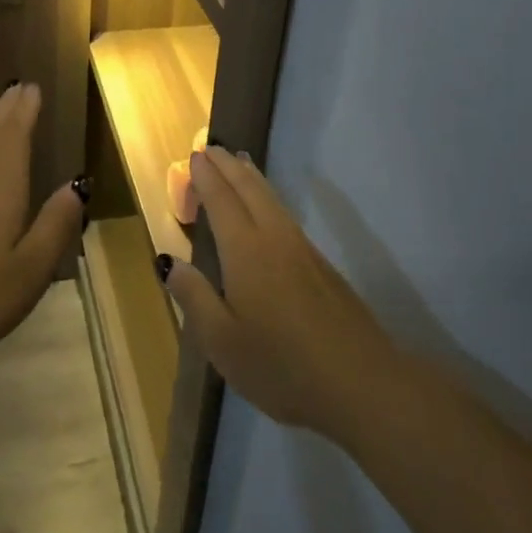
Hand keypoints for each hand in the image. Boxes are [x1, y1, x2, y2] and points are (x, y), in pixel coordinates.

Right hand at [164, 148, 402, 441]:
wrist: (362, 384)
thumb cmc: (282, 366)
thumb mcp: (223, 342)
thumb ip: (195, 297)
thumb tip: (169, 262)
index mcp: (245, 251)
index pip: (222, 200)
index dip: (207, 177)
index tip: (195, 156)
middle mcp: (274, 238)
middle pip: (249, 189)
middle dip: (228, 166)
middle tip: (212, 148)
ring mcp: (303, 250)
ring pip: (272, 199)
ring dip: (251, 177)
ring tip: (239, 163)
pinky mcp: (322, 266)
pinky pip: (285, 214)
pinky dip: (268, 197)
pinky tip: (268, 209)